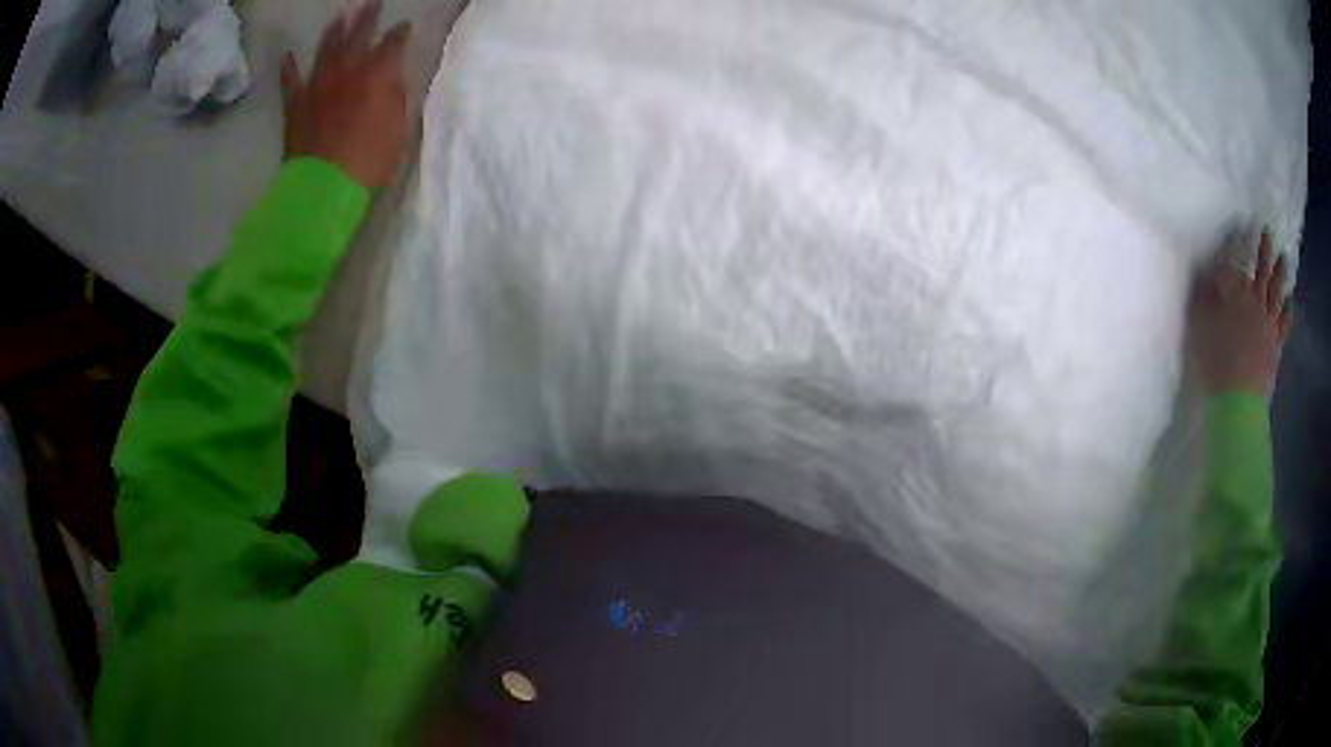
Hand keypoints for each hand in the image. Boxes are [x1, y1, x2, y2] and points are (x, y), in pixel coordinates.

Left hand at [281, 1, 411, 188]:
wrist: (324, 189)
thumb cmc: (369, 162)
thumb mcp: (398, 129)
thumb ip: (395, 97)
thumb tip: (392, 79)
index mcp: (377, 75)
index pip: (392, 45)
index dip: (399, 34)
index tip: (404, 27)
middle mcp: (347, 72)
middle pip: (358, 36)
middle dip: (367, 19)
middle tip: (372, 4)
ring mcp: (318, 86)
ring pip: (326, 50)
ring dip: (333, 32)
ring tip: (338, 19)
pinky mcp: (296, 105)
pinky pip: (290, 81)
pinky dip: (289, 68)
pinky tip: (288, 55)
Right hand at [1187, 231, 1294, 395]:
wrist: (1236, 400)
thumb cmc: (1215, 360)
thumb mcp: (1199, 326)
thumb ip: (1203, 298)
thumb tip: (1205, 279)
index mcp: (1234, 291)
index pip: (1230, 263)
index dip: (1228, 251)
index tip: (1227, 241)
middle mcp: (1254, 298)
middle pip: (1259, 269)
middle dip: (1262, 250)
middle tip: (1267, 232)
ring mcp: (1268, 320)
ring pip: (1275, 290)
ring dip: (1279, 273)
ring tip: (1283, 257)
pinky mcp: (1275, 341)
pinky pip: (1284, 322)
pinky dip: (1288, 310)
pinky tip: (1290, 301)